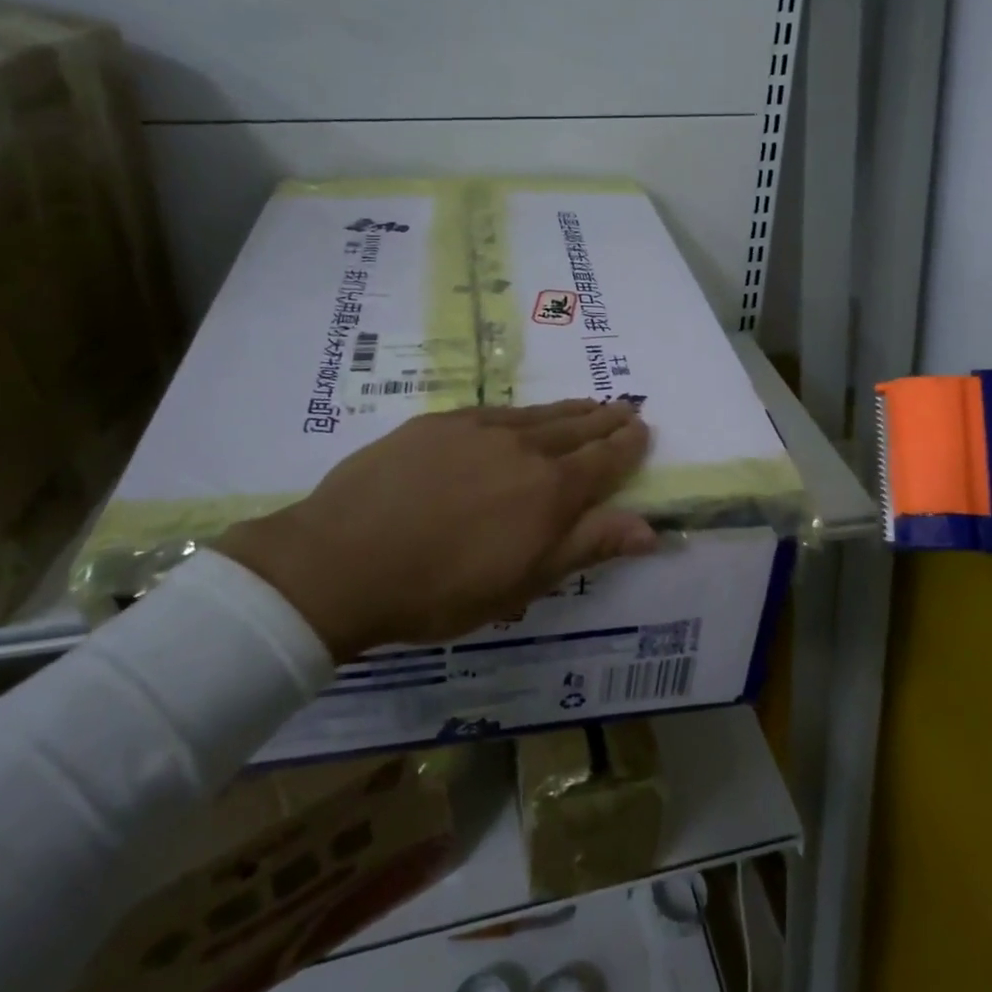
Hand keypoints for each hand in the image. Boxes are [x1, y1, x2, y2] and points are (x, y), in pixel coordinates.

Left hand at [212, 400, 655, 655]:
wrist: (342, 560)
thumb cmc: (442, 588)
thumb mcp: (523, 581)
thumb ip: (587, 547)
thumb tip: (649, 529)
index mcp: (550, 490)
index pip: (604, 460)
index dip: (627, 445)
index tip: (643, 429)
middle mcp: (523, 448)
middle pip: (576, 428)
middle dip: (606, 419)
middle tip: (626, 407)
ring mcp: (478, 430)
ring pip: (538, 414)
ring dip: (570, 410)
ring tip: (589, 404)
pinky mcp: (439, 423)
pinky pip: (496, 412)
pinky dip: (522, 412)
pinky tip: (521, 415)